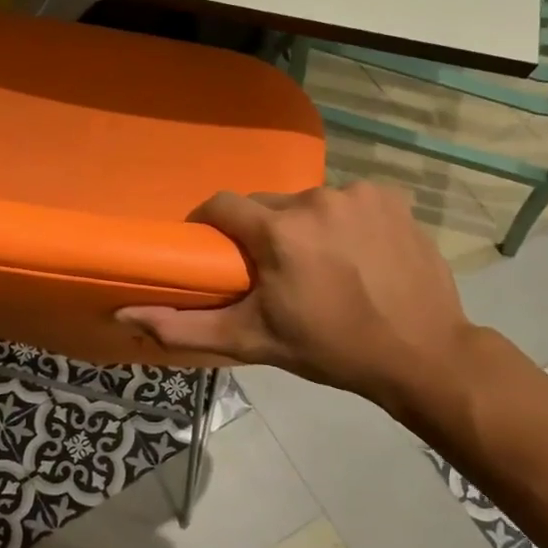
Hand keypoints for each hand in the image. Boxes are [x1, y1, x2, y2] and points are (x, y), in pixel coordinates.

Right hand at [118, 184, 473, 415]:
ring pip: (308, 202)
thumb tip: (125, 313)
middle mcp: (316, 199)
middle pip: (267, 204)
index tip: (216, 250)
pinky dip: (342, 221)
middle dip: (261, 231)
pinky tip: (356, 254)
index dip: (211, 225)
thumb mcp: (253, 341)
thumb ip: (184, 327)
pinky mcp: (391, 197)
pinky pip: (347, 201)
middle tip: (271, 270)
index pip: (222, 205)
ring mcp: (359, 193)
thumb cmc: (330, 349)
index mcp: (279, 231)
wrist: (422, 354)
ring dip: (303, 226)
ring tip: (319, 265)